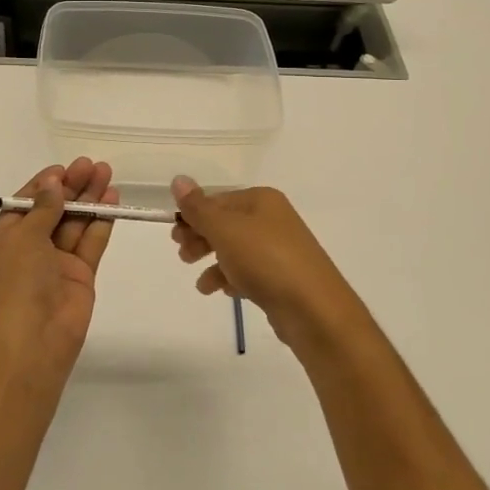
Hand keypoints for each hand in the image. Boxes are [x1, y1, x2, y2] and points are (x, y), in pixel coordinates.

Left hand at [0, 159, 117, 373]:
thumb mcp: (23, 237)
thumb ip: (43, 208)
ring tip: (106, 173)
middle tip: (91, 164)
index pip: (24, 205)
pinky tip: (112, 199)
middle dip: (71, 187)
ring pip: (74, 224)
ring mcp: (55, 264)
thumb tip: (53, 183)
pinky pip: (90, 242)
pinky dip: (101, 221)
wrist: (34, 338)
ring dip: (89, 198)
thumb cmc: (17, 281)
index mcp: (2, 241)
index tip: (63, 168)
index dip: (43, 185)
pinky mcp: (80, 276)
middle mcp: (28, 250)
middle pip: (52, 211)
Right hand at [171, 177, 370, 360]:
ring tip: (201, 284)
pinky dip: (232, 278)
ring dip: (213, 262)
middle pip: (226, 224)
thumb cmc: (266, 260)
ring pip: (236, 249)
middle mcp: (273, 219)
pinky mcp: (283, 278)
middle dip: (201, 238)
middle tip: (183, 255)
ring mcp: (280, 249)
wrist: (315, 310)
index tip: (174, 236)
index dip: (193, 216)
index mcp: (262, 200)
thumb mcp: (225, 230)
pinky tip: (223, 292)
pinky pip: (250, 271)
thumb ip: (199, 208)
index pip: (218, 200)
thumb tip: (179, 178)